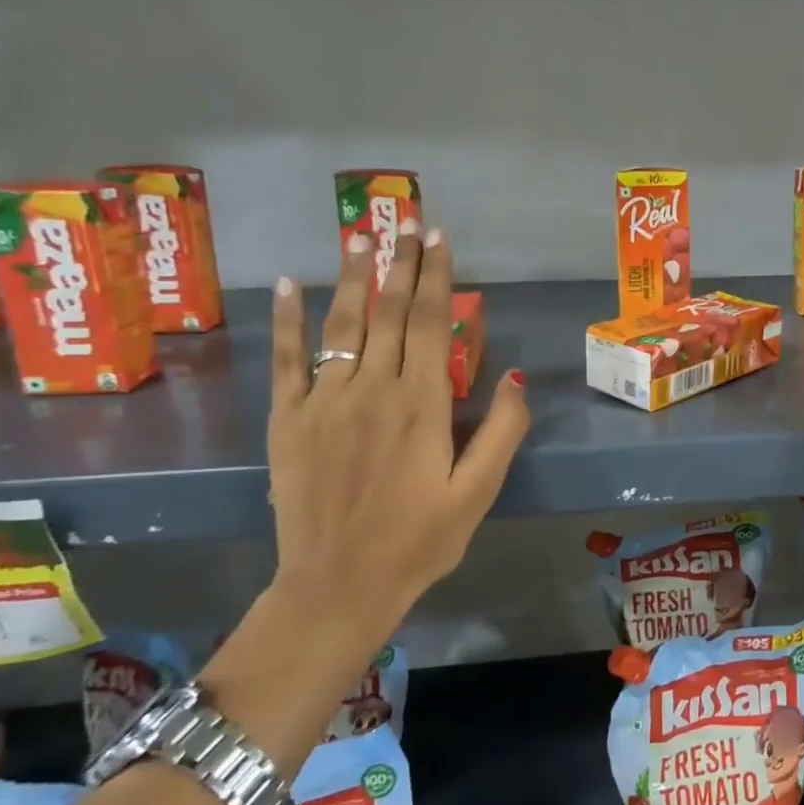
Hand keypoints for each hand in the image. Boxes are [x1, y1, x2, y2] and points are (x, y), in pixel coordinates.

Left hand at [266, 228, 528, 631]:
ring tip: (360, 233)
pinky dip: (287, 319)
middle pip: (388, 311)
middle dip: (399, 261)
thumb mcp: (478, 493)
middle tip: (406, 218)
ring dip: (353, 275)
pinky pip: (288, 358)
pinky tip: (288, 283)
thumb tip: (516, 375)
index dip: (436, 276)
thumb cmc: (420, 541)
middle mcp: (372, 389)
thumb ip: (501, 431)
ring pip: (342, 323)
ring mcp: (324, 401)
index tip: (440, 238)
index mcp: (422, 405)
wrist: (337, 586)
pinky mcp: (288, 419)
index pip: (430, 323)